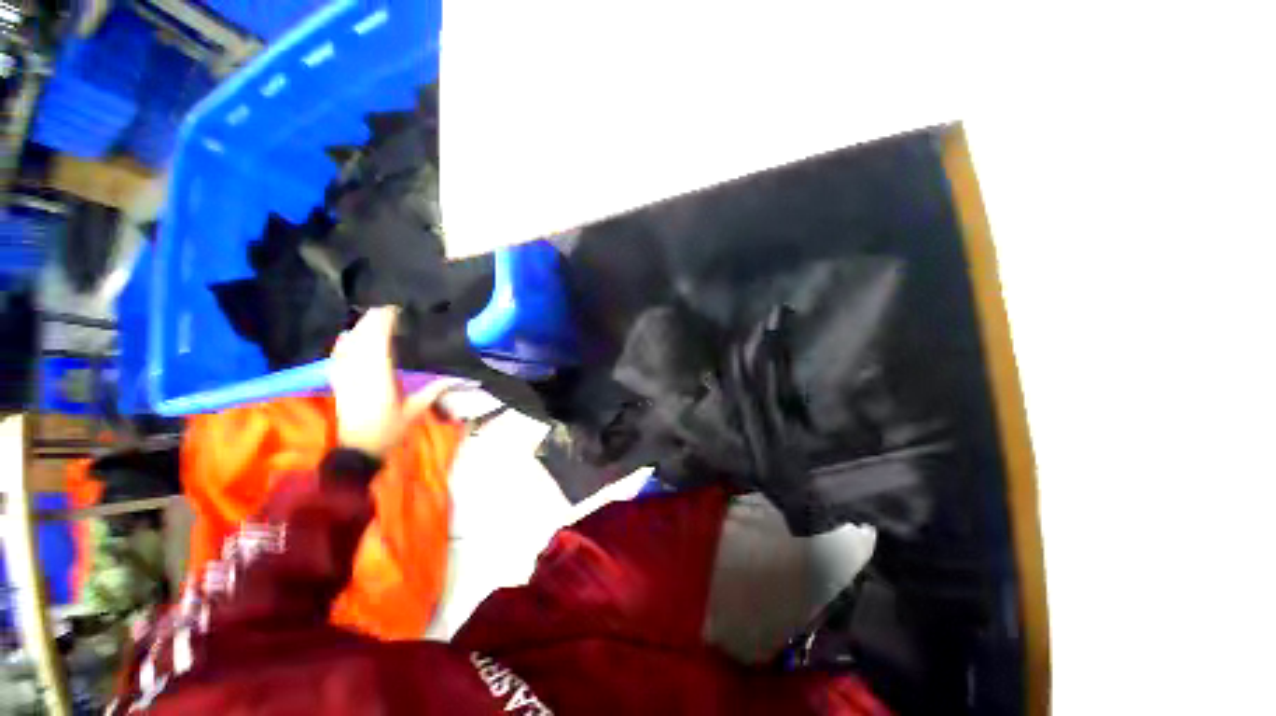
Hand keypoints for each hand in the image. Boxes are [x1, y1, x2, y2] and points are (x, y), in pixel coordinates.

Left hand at [329, 307, 460, 455]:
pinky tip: (347, 335)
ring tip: (374, 317)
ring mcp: (345, 375)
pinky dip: (342, 343)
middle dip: (374, 320)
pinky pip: (336, 356)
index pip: (379, 341)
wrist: (358, 448)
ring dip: (360, 327)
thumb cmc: (390, 429)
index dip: (385, 322)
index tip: (397, 310)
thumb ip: (436, 390)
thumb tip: (463, 378)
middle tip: (390, 308)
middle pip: (363, 337)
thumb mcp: (417, 409)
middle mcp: (359, 371)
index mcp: (380, 376)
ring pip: (349, 343)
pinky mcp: (337, 381)